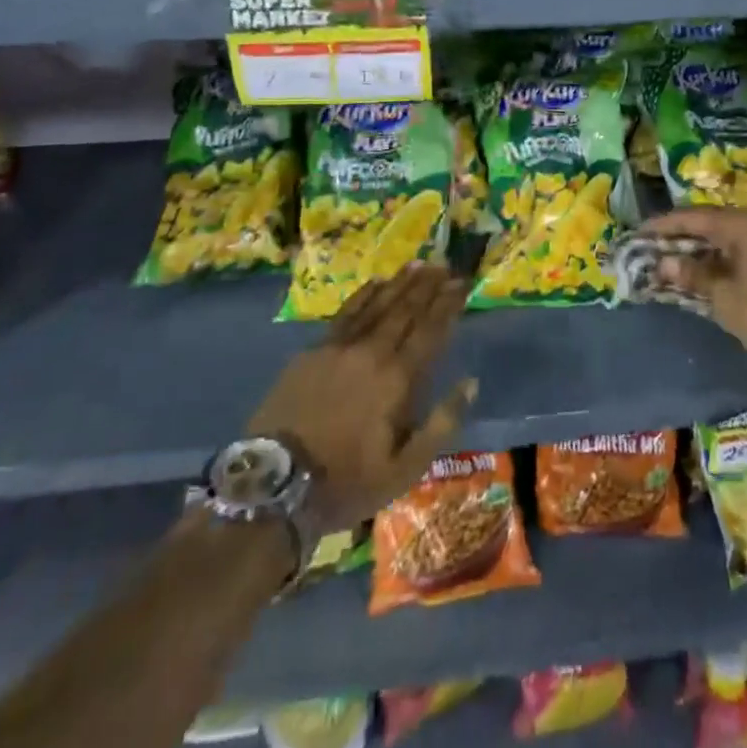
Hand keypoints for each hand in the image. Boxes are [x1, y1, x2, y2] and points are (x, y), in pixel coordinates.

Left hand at [245, 265, 475, 531]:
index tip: (462, 283)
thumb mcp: (404, 470)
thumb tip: (471, 383)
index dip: (448, 305)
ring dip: (400, 283)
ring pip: (377, 305)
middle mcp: (372, 352)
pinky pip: (346, 313)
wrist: (276, 482)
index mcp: (397, 379)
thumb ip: (442, 424)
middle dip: (428, 286)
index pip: (430, 331)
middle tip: (444, 265)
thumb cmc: (346, 481)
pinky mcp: (314, 351)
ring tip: (418, 264)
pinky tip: (375, 282)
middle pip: (405, 310)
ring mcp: (339, 347)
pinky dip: (364, 295)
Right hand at [641, 206, 746, 364]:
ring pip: (722, 239)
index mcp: (738, 226)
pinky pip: (735, 252)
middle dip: (678, 236)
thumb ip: (693, 276)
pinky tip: (701, 273)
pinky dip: (714, 260)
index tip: (638, 233)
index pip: (691, 218)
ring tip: (671, 260)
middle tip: (652, 246)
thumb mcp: (724, 297)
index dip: (662, 225)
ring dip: (696, 249)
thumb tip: (664, 263)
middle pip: (707, 224)